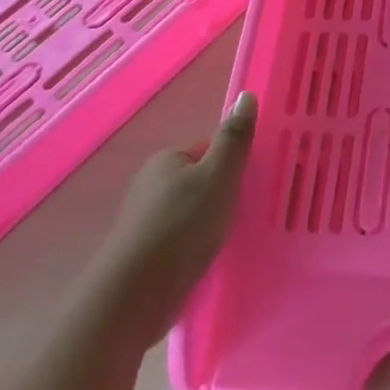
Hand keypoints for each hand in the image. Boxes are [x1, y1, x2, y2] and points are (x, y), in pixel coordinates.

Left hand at [100, 92, 255, 342]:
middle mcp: (151, 183)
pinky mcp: (146, 252)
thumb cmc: (182, 226)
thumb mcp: (218, 176)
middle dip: (223, 194)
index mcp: (167, 159)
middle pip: (200, 180)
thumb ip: (234, 139)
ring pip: (191, 211)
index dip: (233, 164)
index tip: (254, 183)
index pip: (208, 150)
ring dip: (211, 222)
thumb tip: (245, 96)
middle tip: (247, 212)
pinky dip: (198, 245)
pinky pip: (182, 238)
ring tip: (233, 238)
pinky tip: (211, 258)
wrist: (136, 294)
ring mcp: (146, 219)